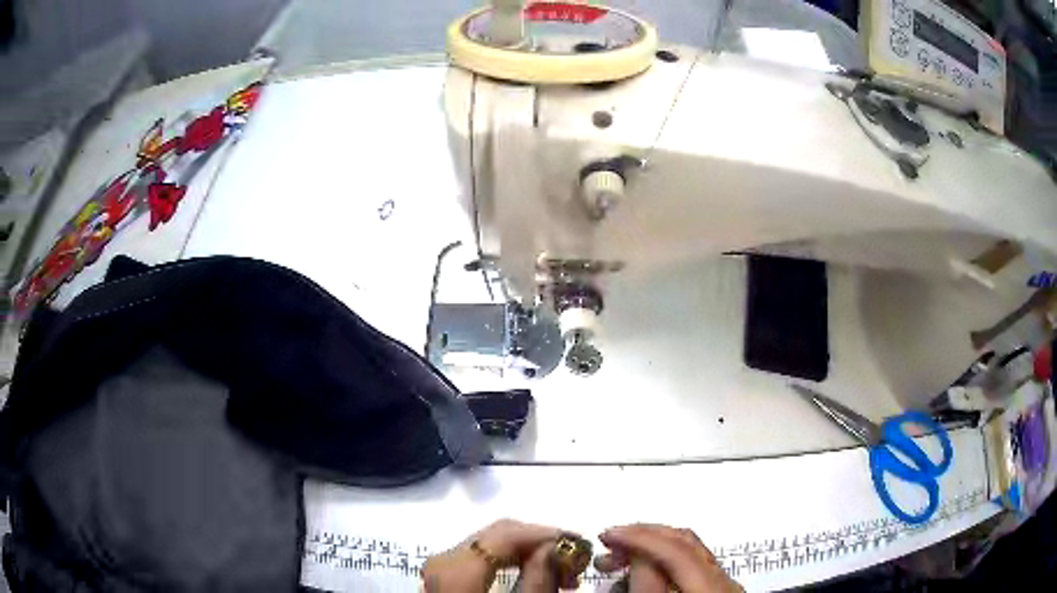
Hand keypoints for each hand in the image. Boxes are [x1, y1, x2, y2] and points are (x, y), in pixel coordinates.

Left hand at [422, 519, 575, 591]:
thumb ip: (538, 580)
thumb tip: (557, 547)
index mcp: (456, 570)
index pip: (506, 533)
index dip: (547, 534)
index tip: (581, 546)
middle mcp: (442, 561)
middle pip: (496, 535)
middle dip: (540, 543)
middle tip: (574, 565)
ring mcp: (439, 568)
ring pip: (489, 545)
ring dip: (527, 553)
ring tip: (560, 574)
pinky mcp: (442, 576)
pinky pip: (479, 557)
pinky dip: (508, 562)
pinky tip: (531, 575)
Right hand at [595, 524, 742, 592]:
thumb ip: (648, 586)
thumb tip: (638, 555)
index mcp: (710, 589)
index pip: (676, 549)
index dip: (639, 537)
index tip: (605, 535)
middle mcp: (724, 581)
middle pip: (686, 541)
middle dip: (643, 536)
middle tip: (607, 545)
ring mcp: (723, 585)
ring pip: (689, 550)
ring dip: (651, 546)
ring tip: (619, 558)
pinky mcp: (716, 591)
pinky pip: (690, 564)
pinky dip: (663, 560)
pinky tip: (642, 571)